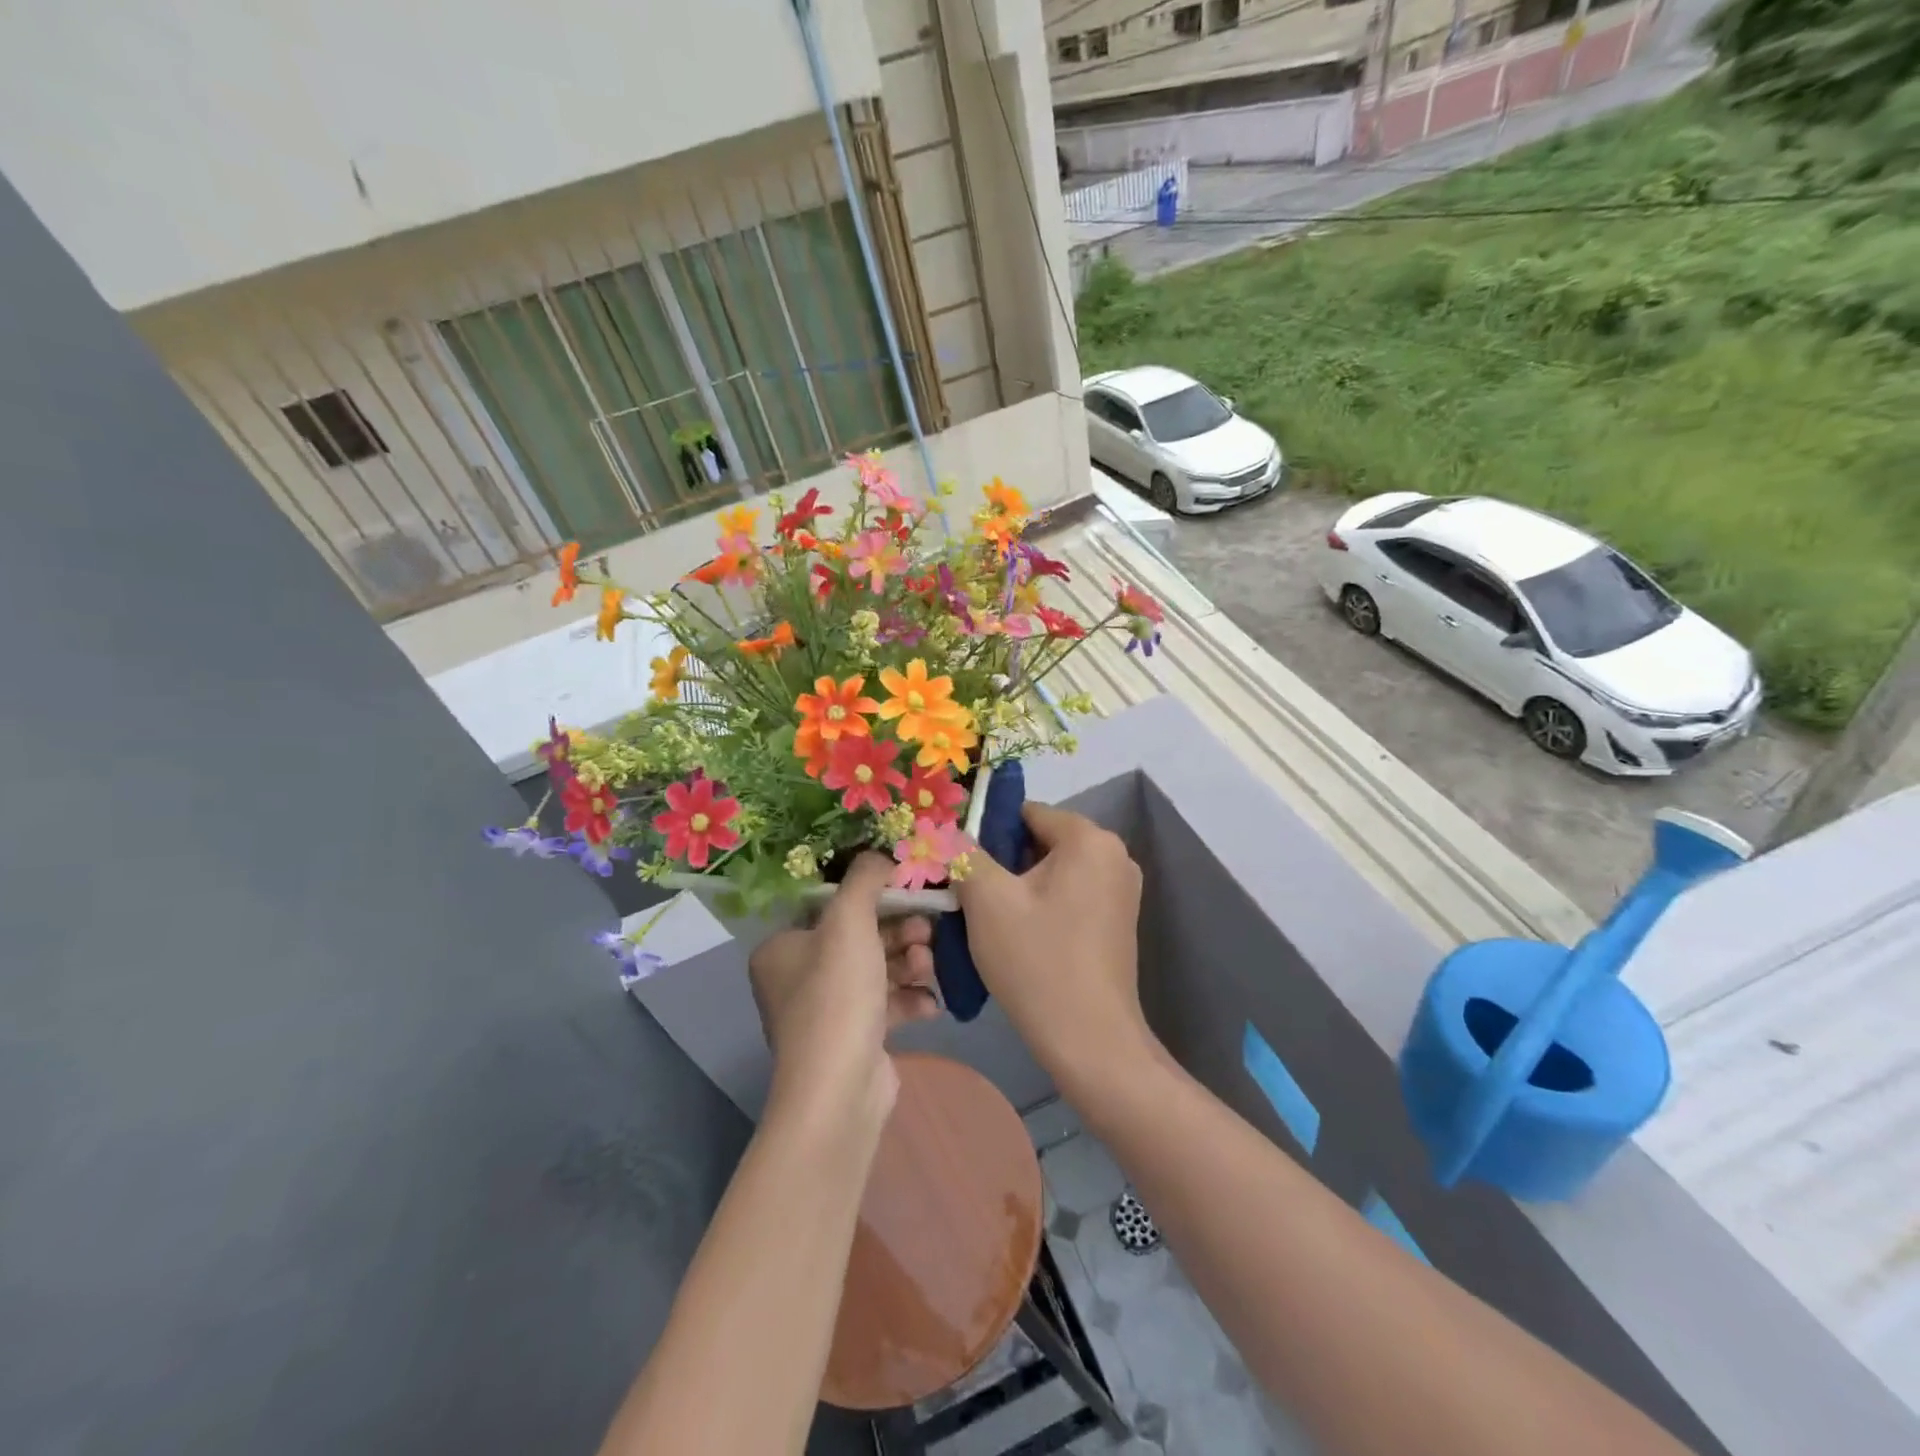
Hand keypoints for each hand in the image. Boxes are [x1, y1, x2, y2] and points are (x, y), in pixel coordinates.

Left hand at [748, 853, 939, 1122]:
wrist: (840, 1090)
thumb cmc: (837, 994)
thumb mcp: (850, 921)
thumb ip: (866, 878)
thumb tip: (881, 854)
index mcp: (782, 948)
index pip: (830, 908)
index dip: (872, 897)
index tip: (908, 892)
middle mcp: (798, 978)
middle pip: (859, 938)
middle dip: (899, 934)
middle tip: (926, 933)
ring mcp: (827, 1012)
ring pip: (878, 970)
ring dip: (909, 965)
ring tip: (928, 969)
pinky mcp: (854, 1038)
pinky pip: (886, 1005)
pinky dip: (909, 1000)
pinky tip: (930, 1005)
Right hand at [954, 802, 1153, 1098]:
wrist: (1090, 1042)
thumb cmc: (1037, 961)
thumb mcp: (987, 900)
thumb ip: (964, 853)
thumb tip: (947, 830)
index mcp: (1089, 839)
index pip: (1025, 812)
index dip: (986, 832)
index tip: (959, 864)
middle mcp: (1114, 855)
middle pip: (1040, 840)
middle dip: (1002, 861)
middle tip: (968, 894)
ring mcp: (1121, 890)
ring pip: (1052, 871)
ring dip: (1018, 886)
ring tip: (988, 919)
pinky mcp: (1117, 921)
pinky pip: (1069, 895)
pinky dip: (1041, 905)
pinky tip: (1018, 937)